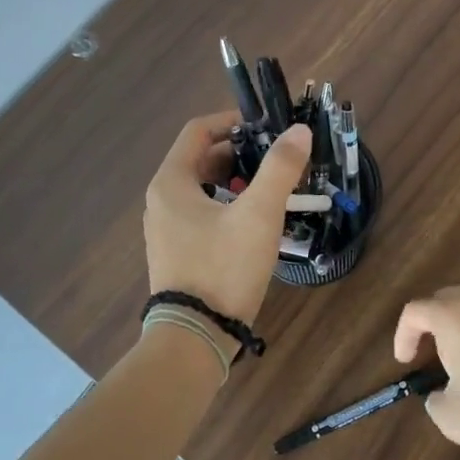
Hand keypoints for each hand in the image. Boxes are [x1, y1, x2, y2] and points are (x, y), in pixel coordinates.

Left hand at [145, 111, 310, 326]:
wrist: (195, 338)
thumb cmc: (224, 268)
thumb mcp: (259, 215)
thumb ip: (280, 169)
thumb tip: (299, 131)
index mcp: (171, 182)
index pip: (198, 131)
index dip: (233, 121)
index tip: (267, 127)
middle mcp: (161, 200)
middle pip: (200, 159)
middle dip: (239, 154)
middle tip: (275, 160)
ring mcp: (166, 229)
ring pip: (202, 188)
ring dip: (235, 181)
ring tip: (270, 189)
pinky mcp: (176, 252)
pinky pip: (201, 214)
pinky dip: (226, 206)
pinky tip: (254, 223)